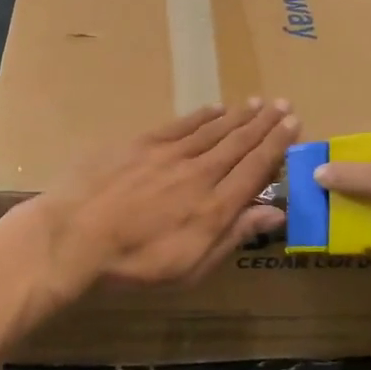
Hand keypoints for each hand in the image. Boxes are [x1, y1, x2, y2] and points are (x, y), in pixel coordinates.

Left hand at [10, 101, 299, 309]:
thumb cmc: (134, 265)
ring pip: (212, 130)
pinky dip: (200, 116)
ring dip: (237, 116)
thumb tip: (275, 213)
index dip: (277, 146)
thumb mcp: (191, 266)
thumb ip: (233, 235)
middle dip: (264, 124)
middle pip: (239, 143)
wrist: (76, 237)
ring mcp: (169, 154)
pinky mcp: (141, 144)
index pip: (255, 168)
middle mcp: (199, 172)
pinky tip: (214, 108)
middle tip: (283, 105)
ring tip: (257, 102)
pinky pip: (180, 125)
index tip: (294, 125)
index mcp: (215, 206)